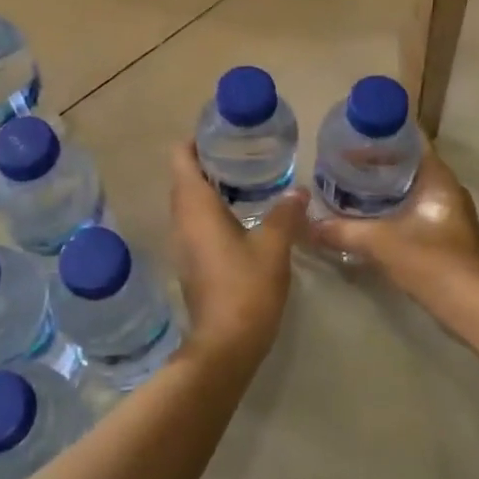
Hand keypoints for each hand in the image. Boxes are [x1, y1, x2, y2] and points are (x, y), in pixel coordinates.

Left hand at [169, 144, 308, 365]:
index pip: (180, 158)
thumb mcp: (273, 246)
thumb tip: (297, 190)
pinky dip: (213, 211)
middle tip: (243, 151)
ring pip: (190, 202)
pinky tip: (243, 215)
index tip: (222, 133)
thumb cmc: (246, 288)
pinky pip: (196, 224)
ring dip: (211, 186)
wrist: (225, 345)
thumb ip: (285, 213)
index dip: (195, 140)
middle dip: (208, 160)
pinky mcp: (191, 262)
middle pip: (184, 177)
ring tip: (246, 177)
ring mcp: (182, 244)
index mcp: (195, 207)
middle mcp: (181, 220)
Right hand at [309, 150, 478, 314]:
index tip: (353, 134)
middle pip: (408, 164)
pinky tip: (367, 218)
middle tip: (342, 161)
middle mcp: (447, 190)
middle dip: (377, 162)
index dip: (383, 134)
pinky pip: (413, 210)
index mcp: (438, 178)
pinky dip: (391, 209)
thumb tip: (308, 225)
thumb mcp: (380, 243)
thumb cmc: (432, 262)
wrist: (473, 308)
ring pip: (410, 189)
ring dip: (383, 188)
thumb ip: (343, 231)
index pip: (411, 140)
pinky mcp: (445, 236)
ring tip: (349, 186)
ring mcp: (448, 214)